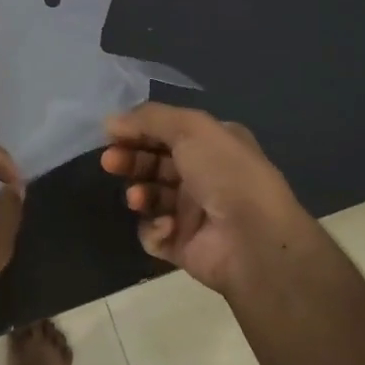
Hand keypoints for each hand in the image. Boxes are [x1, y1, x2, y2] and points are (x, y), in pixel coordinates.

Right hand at [101, 103, 326, 301]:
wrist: (254, 240)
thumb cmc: (225, 173)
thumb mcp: (191, 128)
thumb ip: (149, 118)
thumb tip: (110, 121)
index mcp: (213, 145)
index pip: (167, 132)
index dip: (138, 131)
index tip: (111, 134)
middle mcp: (205, 176)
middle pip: (154, 163)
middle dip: (130, 160)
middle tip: (110, 162)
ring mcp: (194, 213)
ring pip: (150, 197)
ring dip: (139, 193)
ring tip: (138, 198)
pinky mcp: (184, 246)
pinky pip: (154, 233)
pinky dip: (154, 229)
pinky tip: (167, 227)